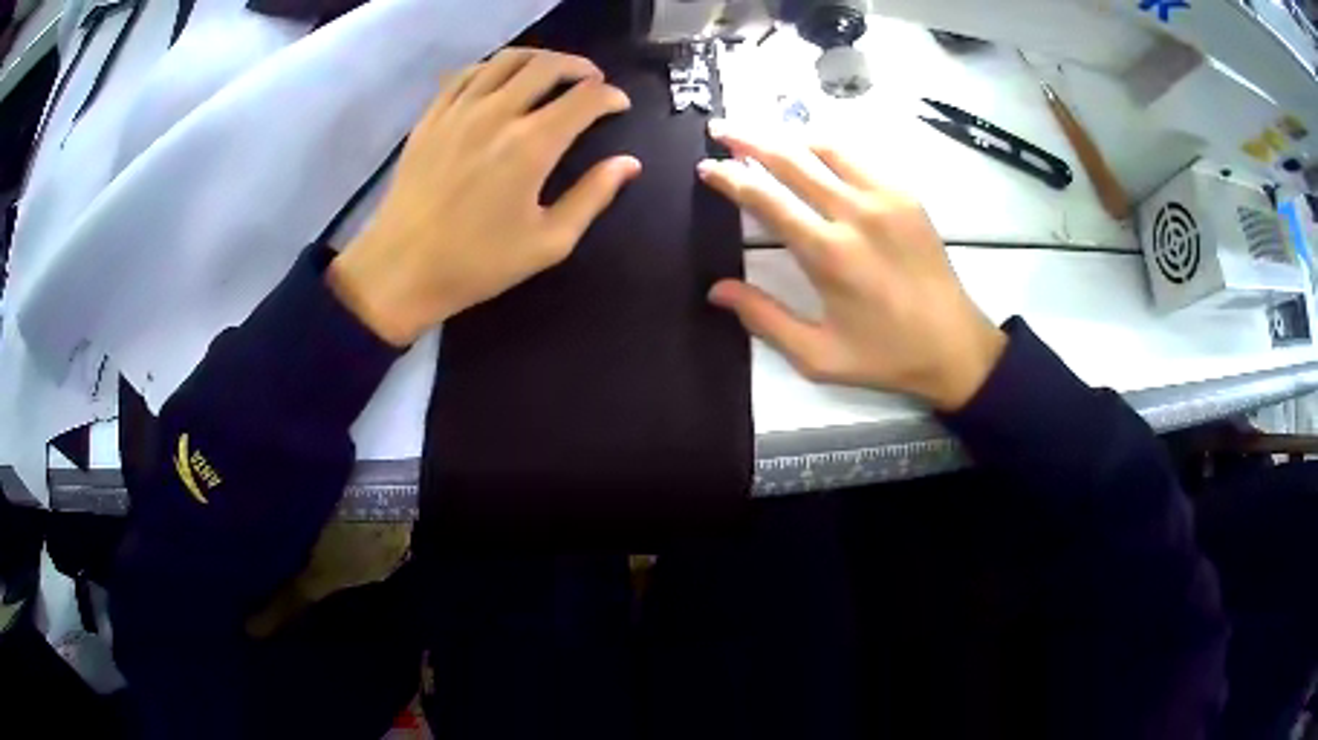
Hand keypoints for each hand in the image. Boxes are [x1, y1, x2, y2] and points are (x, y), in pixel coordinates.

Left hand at [328, 49, 641, 345]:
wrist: (401, 269)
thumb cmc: (477, 263)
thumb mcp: (548, 243)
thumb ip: (592, 196)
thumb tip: (629, 163)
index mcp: (532, 145)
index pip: (585, 98)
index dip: (611, 96)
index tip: (620, 106)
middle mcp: (498, 113)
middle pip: (548, 65)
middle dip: (580, 67)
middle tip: (592, 82)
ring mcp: (459, 110)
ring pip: (507, 59)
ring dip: (539, 59)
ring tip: (551, 73)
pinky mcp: (432, 116)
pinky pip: (467, 73)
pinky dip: (493, 67)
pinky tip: (500, 81)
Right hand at [699, 122, 1005, 410]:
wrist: (956, 347)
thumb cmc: (886, 356)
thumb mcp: (819, 355)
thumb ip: (765, 319)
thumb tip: (716, 289)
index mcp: (828, 253)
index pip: (766, 199)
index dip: (730, 178)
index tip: (706, 166)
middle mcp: (855, 213)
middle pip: (791, 160)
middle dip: (750, 139)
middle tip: (721, 128)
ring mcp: (885, 198)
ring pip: (826, 148)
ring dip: (788, 137)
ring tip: (763, 135)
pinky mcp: (907, 196)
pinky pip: (859, 158)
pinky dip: (829, 149)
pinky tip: (815, 152)